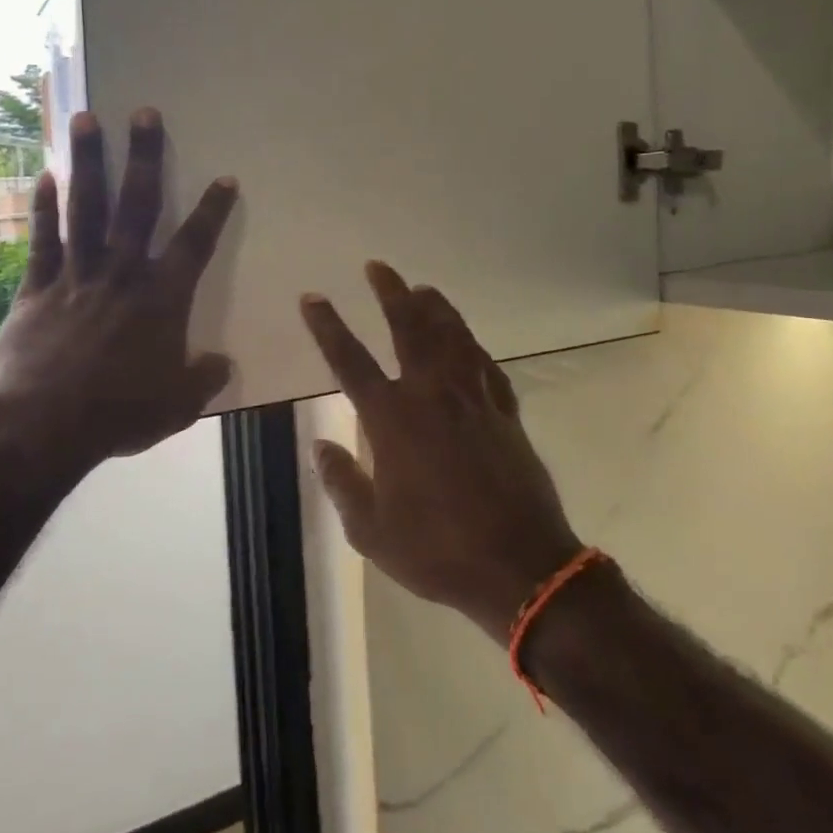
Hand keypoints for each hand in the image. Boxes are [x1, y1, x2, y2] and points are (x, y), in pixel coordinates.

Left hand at [0, 108, 237, 473]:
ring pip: (85, 208)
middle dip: (144, 156)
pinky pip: (42, 239)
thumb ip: (204, 378)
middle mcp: (122, 274)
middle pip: (137, 204)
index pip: (195, 243)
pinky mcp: (35, 288)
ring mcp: (76, 276)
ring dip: (88, 162)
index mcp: (162, 298)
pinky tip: (46, 175)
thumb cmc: (119, 414)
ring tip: (86, 118)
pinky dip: (44, 207)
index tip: (224, 178)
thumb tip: (222, 364)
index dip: (213, 210)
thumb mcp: (178, 405)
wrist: (43, 428)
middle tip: (144, 112)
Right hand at [300, 262, 583, 640]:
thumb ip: (342, 482)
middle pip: (409, 328)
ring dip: (435, 307)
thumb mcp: (371, 531)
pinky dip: (471, 344)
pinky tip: (466, 338)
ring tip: (422, 288)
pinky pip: (485, 364)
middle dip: (390, 294)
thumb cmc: (437, 550)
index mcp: (392, 420)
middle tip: (378, 267)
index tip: (313, 298)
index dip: (328, 327)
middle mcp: (431, 395)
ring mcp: (473, 398)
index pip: (350, 361)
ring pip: (452, 336)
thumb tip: (320, 445)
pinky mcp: (504, 411)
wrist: (519, 565)